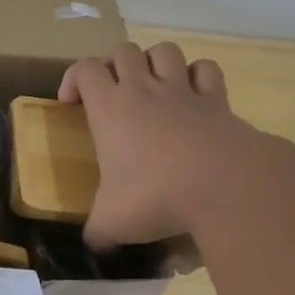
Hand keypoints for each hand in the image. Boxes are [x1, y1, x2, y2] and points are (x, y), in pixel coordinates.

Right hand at [60, 41, 281, 247]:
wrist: (224, 186)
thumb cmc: (156, 196)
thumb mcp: (112, 222)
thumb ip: (97, 230)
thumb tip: (93, 244)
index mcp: (110, 107)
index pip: (84, 69)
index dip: (72, 78)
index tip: (70, 103)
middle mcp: (144, 89)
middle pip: (123, 51)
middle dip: (113, 64)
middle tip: (112, 91)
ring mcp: (183, 90)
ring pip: (164, 50)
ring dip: (154, 61)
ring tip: (152, 84)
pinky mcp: (218, 100)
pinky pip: (206, 70)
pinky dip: (198, 75)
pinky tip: (194, 94)